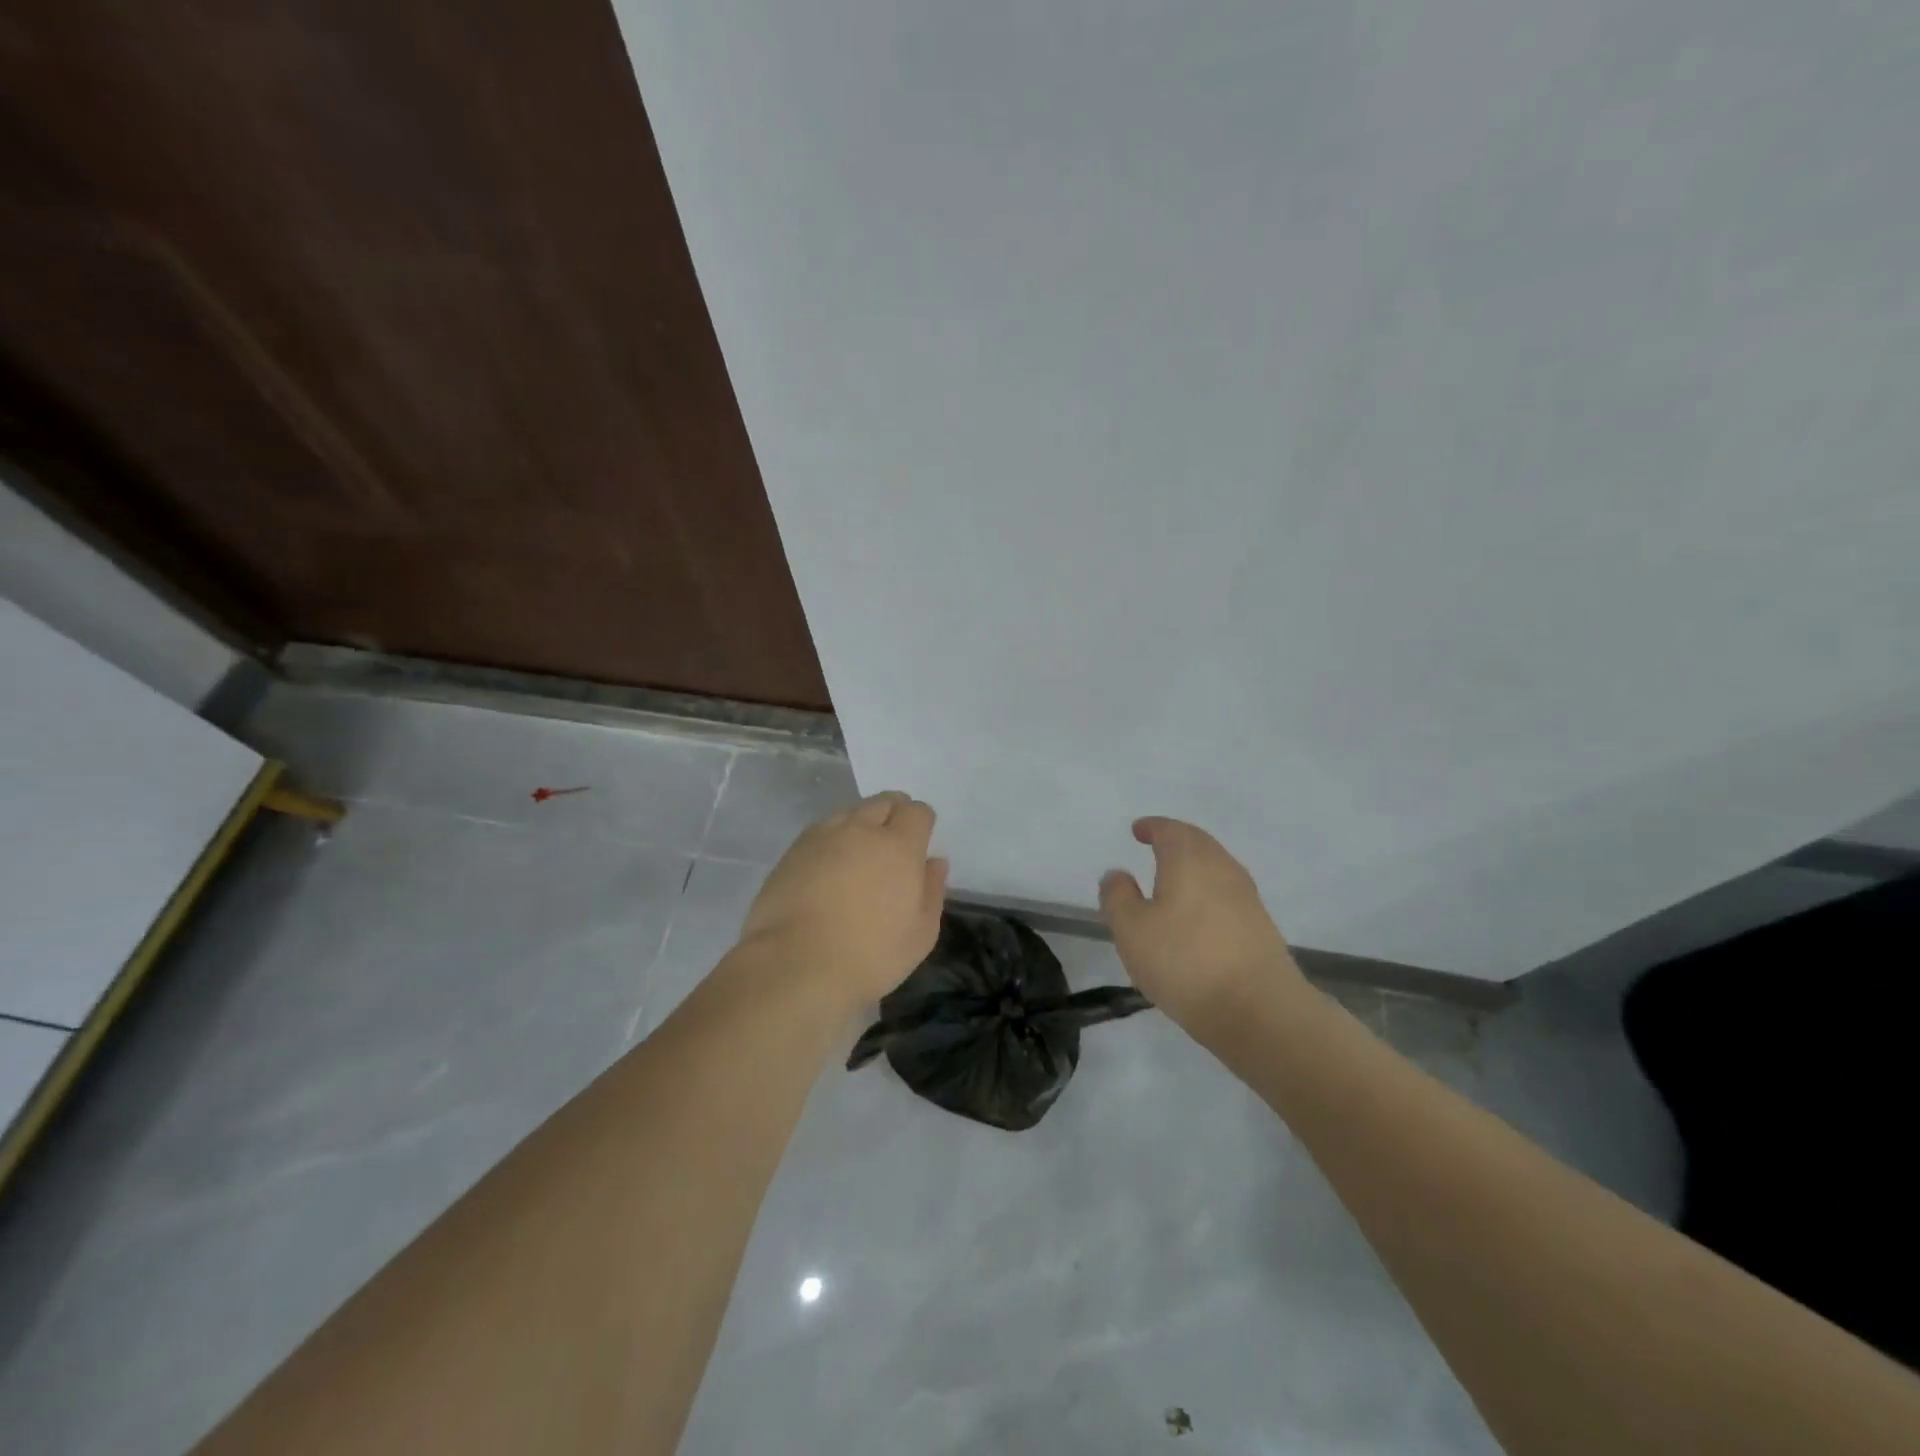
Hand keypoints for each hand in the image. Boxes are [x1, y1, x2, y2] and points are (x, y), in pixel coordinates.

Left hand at [738, 791, 948, 1007]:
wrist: (796, 965)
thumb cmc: (870, 954)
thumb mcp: (921, 934)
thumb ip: (932, 890)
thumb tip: (934, 861)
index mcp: (899, 846)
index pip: (917, 811)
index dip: (921, 823)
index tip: (920, 843)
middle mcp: (861, 830)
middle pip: (883, 802)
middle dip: (893, 813)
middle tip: (893, 843)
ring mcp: (823, 836)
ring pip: (850, 812)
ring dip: (861, 824)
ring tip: (859, 855)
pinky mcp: (793, 851)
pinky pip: (821, 830)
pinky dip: (832, 839)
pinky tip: (829, 866)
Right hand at [1099, 817, 1305, 1028]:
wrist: (1258, 1009)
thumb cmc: (1184, 960)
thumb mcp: (1131, 929)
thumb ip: (1118, 896)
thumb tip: (1118, 874)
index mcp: (1189, 858)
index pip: (1169, 829)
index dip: (1152, 827)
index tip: (1138, 830)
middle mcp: (1222, 867)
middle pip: (1197, 843)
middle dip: (1175, 841)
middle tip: (1156, 846)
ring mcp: (1247, 897)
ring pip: (1216, 867)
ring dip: (1193, 867)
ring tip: (1172, 881)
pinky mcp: (1260, 926)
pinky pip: (1227, 894)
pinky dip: (1208, 892)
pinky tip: (1196, 916)